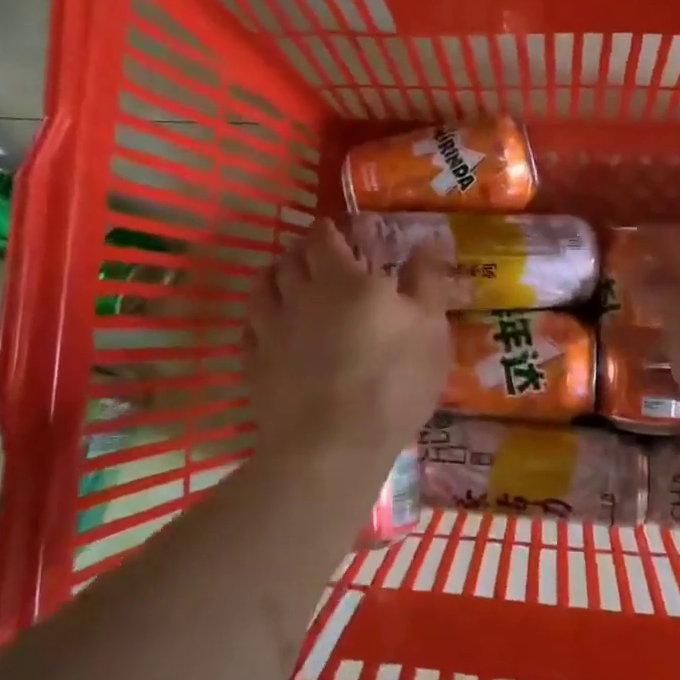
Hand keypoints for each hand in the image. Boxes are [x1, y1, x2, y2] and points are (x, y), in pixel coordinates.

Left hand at [246, 218, 450, 482]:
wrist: (331, 448)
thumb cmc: (392, 383)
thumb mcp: (430, 329)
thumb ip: (426, 281)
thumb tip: (427, 242)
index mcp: (343, 280)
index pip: (324, 239)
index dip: (328, 231)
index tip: (335, 232)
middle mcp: (300, 296)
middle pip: (290, 259)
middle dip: (302, 250)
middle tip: (314, 254)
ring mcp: (270, 331)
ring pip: (261, 288)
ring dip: (273, 276)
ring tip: (284, 280)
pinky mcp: (253, 365)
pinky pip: (249, 329)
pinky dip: (258, 319)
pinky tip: (267, 326)